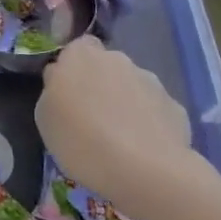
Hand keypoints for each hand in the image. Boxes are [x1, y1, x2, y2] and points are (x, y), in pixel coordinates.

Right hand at [34, 35, 205, 217]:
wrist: (145, 170)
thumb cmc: (82, 141)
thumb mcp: (45, 117)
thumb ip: (53, 91)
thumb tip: (62, 83)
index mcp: (80, 55)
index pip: (76, 49)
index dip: (72, 70)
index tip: (68, 96)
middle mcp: (117, 59)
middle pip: (106, 67)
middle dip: (101, 86)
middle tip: (92, 120)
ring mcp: (151, 81)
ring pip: (132, 88)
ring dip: (126, 105)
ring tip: (120, 141)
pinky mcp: (175, 107)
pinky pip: (155, 111)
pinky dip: (148, 125)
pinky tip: (143, 151)